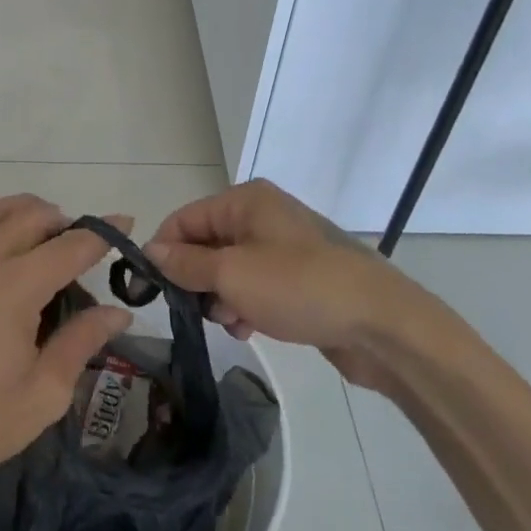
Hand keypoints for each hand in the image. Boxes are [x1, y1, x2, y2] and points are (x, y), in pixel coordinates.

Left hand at [0, 192, 133, 507]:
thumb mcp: (45, 392)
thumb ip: (82, 340)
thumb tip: (120, 312)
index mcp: (16, 289)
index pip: (71, 245)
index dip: (103, 233)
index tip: (127, 224)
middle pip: (33, 215)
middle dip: (66, 222)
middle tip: (85, 252)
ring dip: (29, 211)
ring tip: (48, 235)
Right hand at [145, 179, 448, 389]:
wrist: (381, 324)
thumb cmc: (299, 287)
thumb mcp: (233, 274)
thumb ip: (187, 264)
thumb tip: (151, 251)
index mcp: (246, 201)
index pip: (185, 219)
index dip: (165, 251)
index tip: (149, 289)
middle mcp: (263, 217)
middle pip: (207, 245)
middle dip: (196, 279)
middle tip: (197, 310)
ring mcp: (283, 249)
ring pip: (230, 270)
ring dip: (221, 298)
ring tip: (232, 322)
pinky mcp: (299, 279)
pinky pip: (255, 287)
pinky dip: (245, 306)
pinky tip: (249, 328)